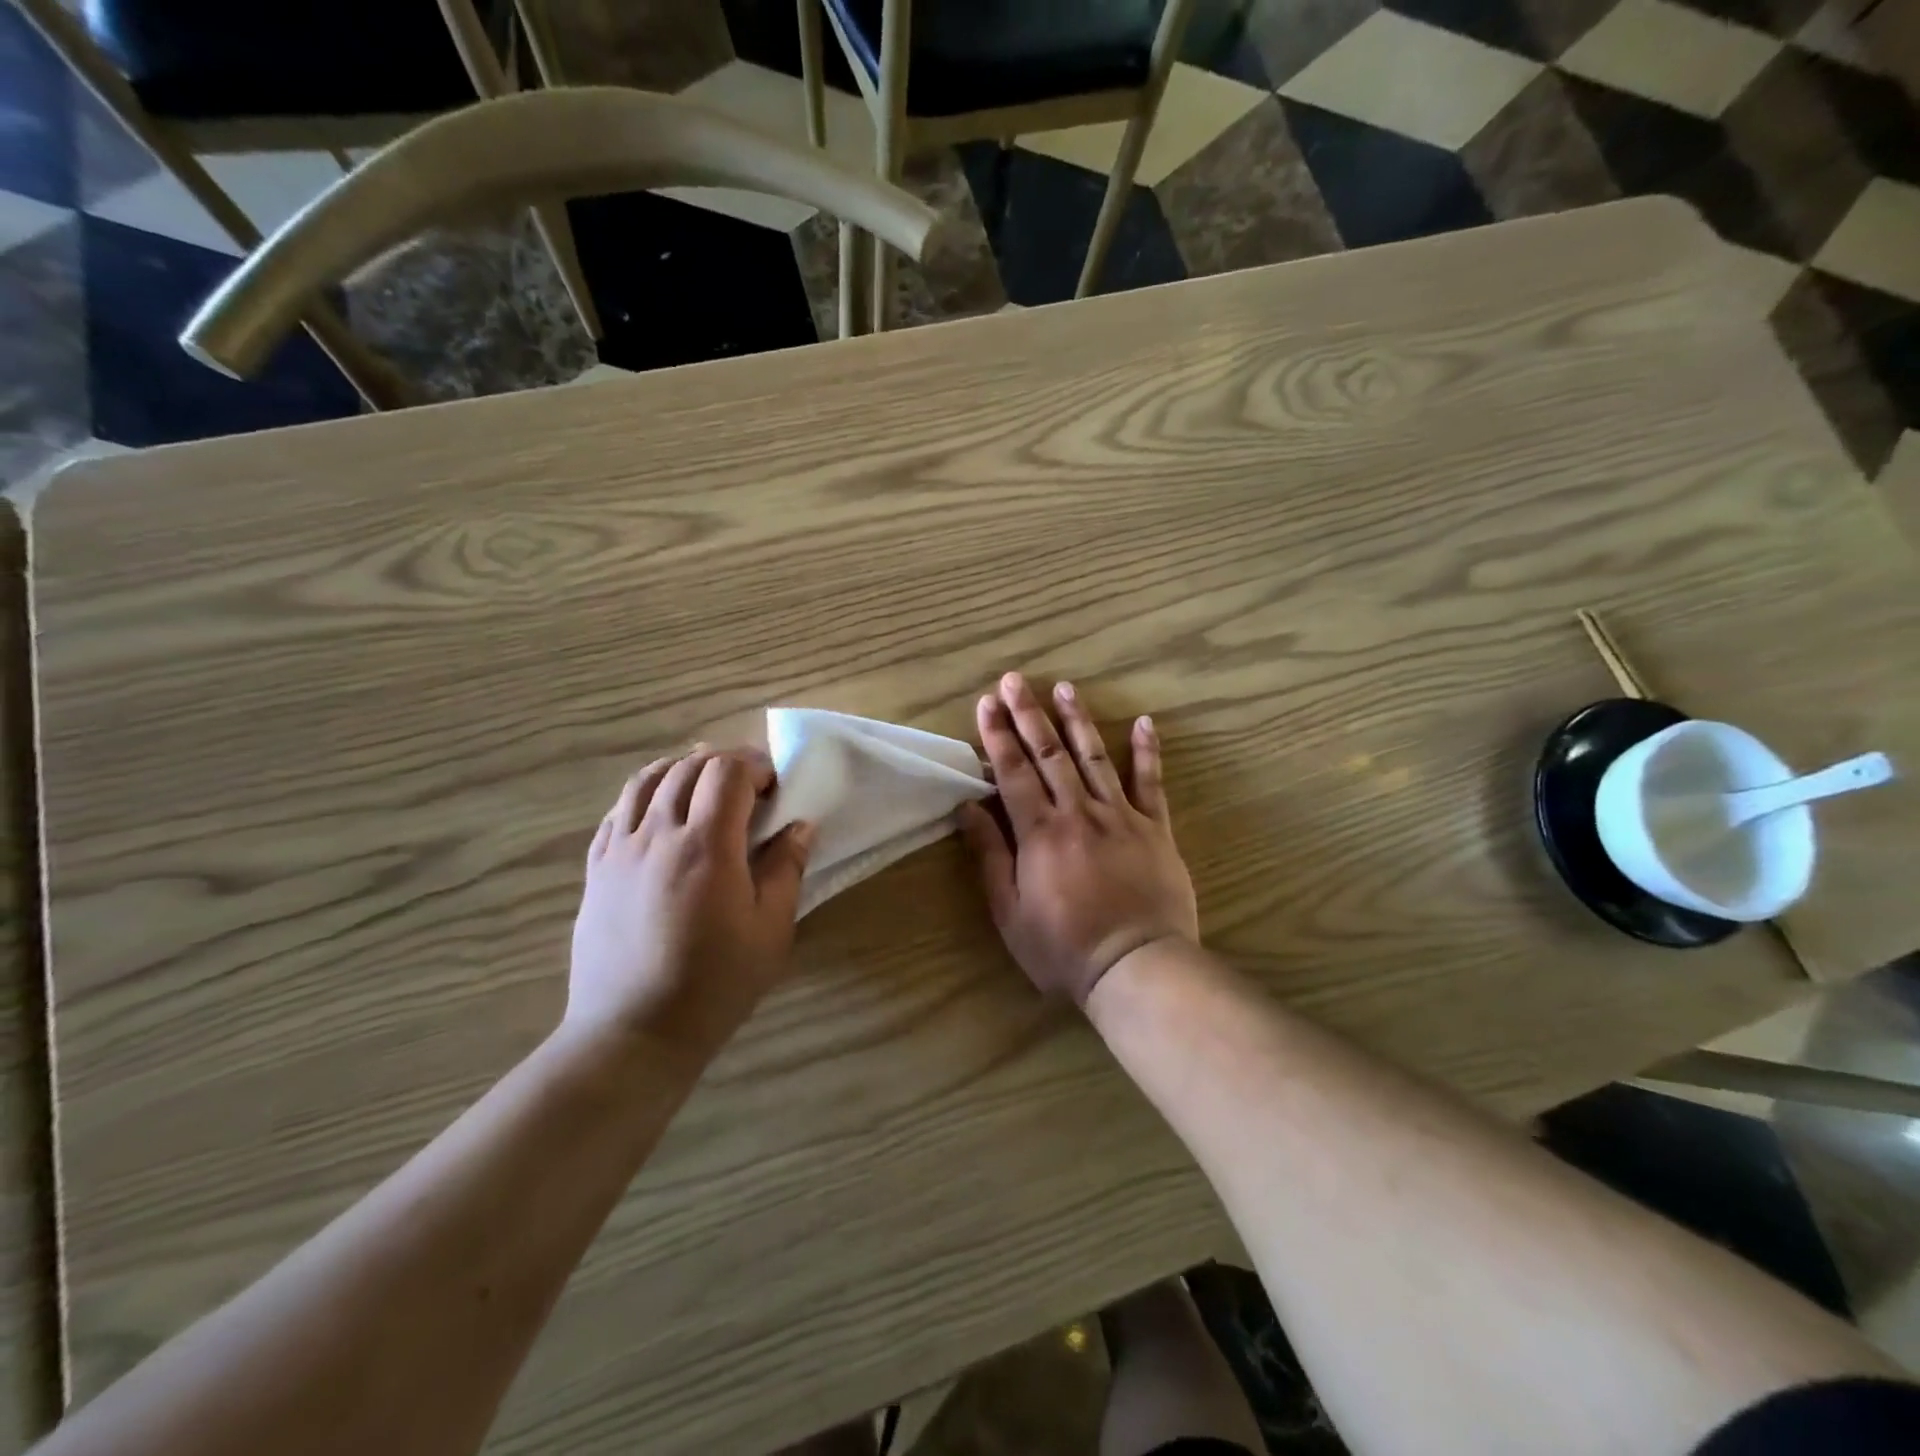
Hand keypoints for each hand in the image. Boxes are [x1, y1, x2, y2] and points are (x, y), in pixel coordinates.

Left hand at [567, 748, 814, 1064]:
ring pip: (646, 780)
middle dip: (723, 762)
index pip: (726, 773)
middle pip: (687, 767)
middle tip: (748, 784)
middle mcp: (658, 835)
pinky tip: (660, 814)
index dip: (754, 766)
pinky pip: (617, 812)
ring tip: (703, 785)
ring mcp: (619, 850)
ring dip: (680, 769)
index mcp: (706, 847)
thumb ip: (786, 869)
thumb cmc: (715, 985)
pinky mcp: (596, 870)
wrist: (633, 1033)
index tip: (774, 787)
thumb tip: (800, 826)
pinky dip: (645, 795)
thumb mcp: (770, 931)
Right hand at [957, 674, 1197, 1005]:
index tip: (986, 703)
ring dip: (1077, 721)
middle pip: (1049, 754)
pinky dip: (1147, 752)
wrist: (1137, 966)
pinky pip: (1150, 783)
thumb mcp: (1010, 912)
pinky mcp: (1155, 829)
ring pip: (1094, 758)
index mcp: (1040, 833)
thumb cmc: (1064, 948)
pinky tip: (1145, 722)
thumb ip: (990, 857)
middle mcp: (1078, 813)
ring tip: (1064, 687)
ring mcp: (1121, 816)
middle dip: (1029, 714)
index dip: (997, 735)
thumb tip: (969, 808)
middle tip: (1015, 680)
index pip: (1013, 772)